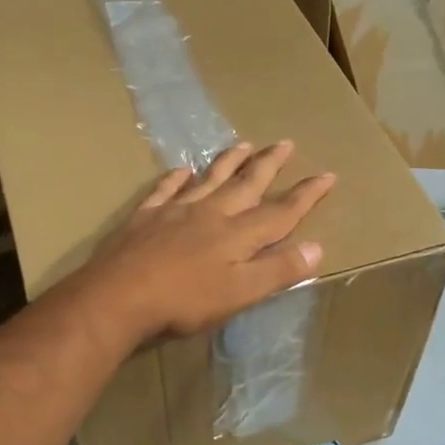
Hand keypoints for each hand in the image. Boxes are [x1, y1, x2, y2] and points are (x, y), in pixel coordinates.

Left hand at [80, 142, 334, 344]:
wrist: (118, 296)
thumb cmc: (184, 301)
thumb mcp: (239, 294)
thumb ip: (277, 271)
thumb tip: (317, 248)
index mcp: (237, 235)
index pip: (280, 212)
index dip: (306, 195)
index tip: (327, 175)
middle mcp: (211, 214)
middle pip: (246, 184)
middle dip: (268, 165)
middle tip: (285, 142)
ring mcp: (175, 211)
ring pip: (209, 179)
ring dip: (228, 162)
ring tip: (243, 144)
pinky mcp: (145, 217)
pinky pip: (165, 189)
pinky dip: (176, 178)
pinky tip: (182, 169)